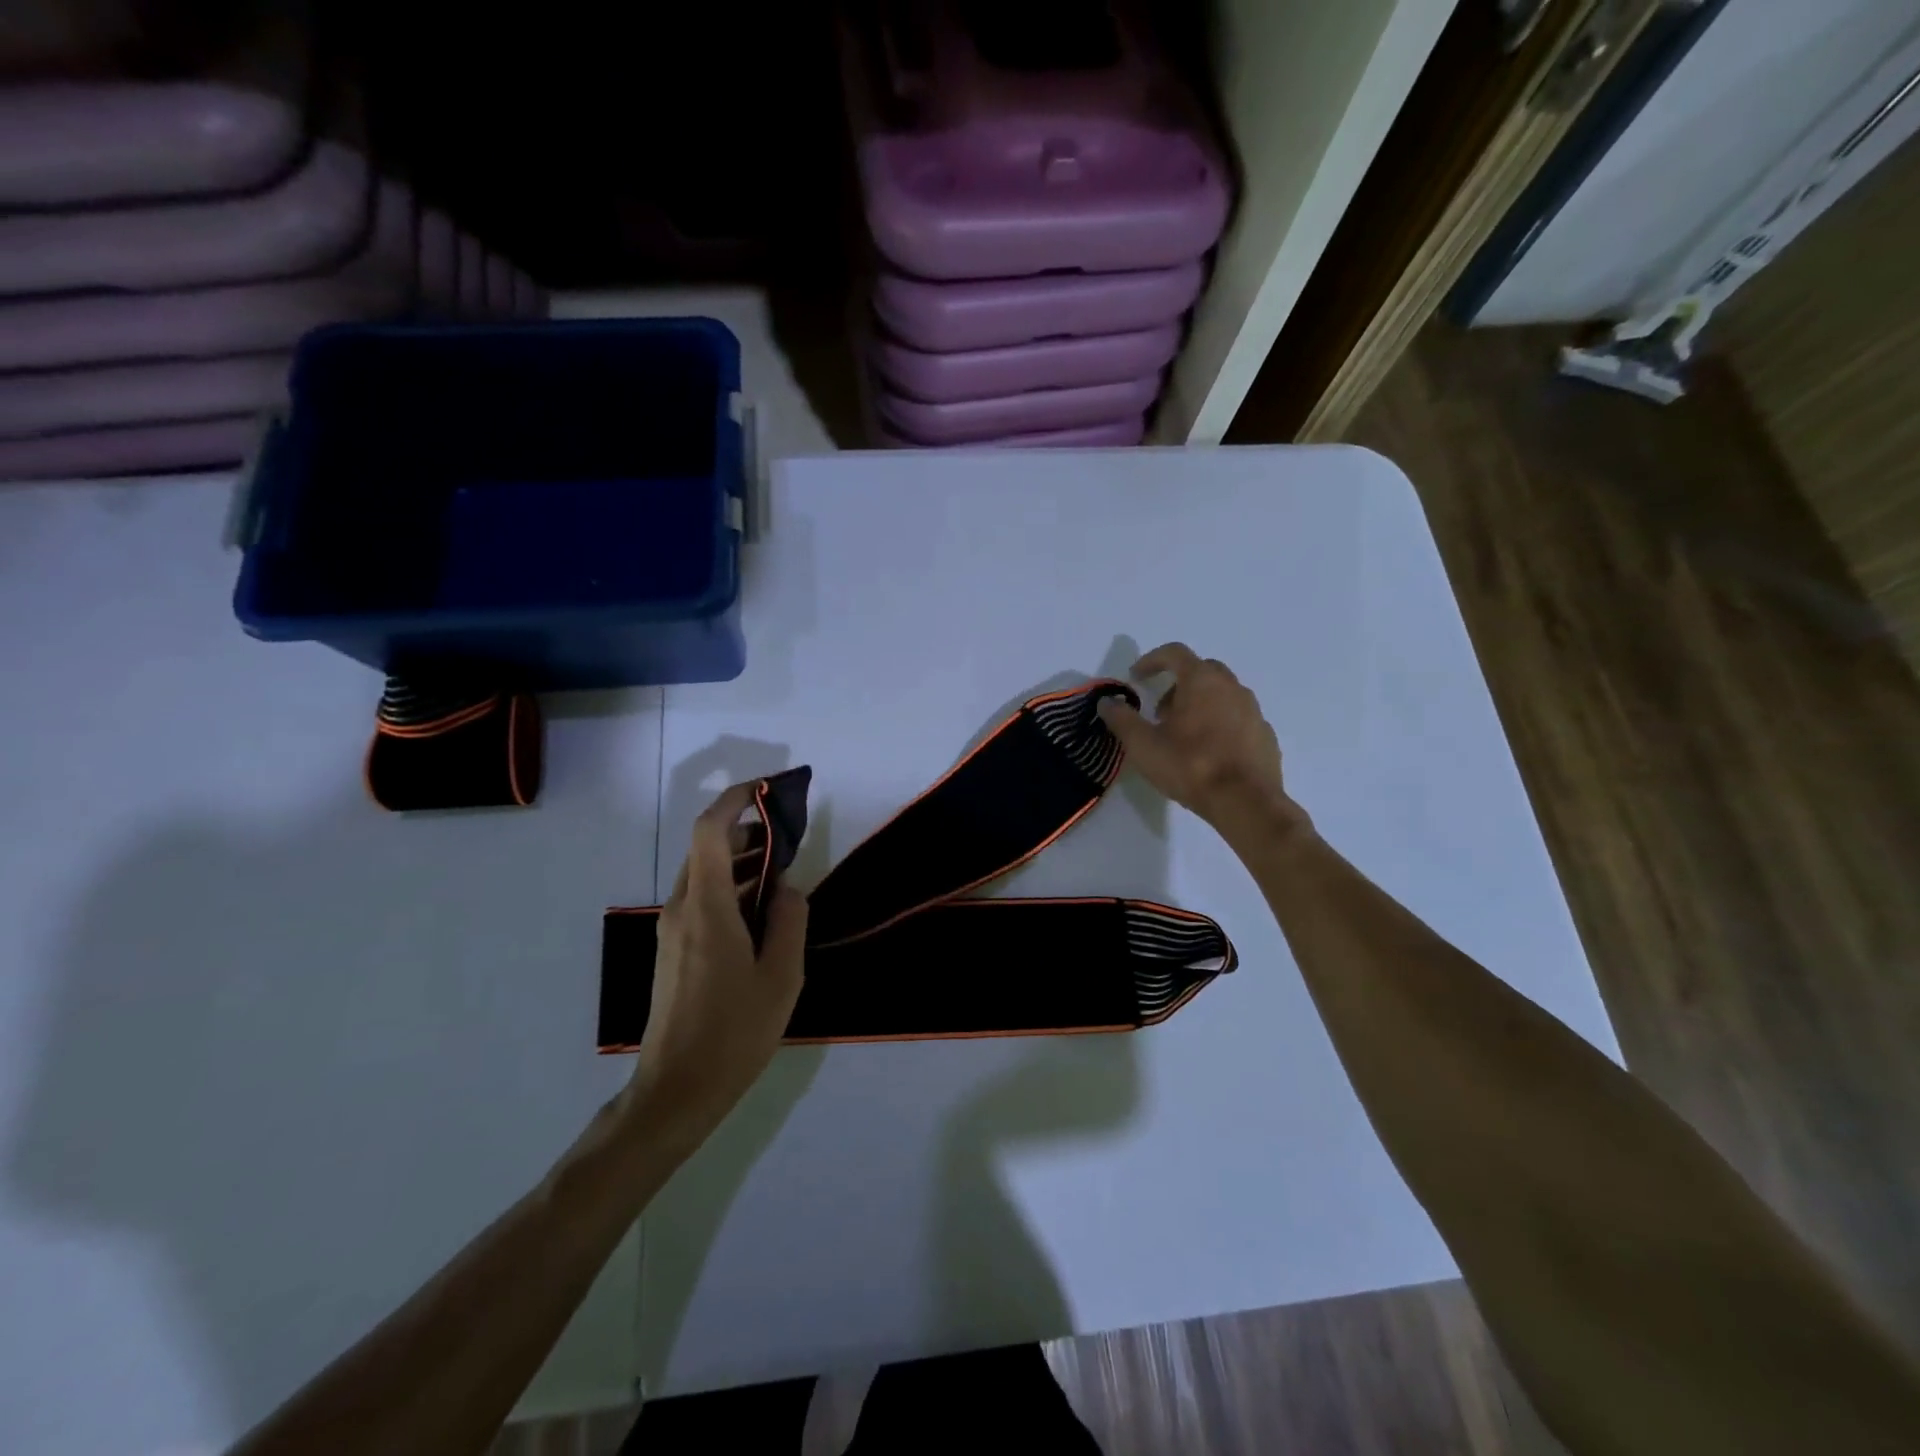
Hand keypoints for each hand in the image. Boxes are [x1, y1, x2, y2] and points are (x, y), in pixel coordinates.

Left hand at [627, 781, 807, 1142]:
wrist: (677, 1089)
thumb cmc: (735, 1032)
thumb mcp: (782, 976)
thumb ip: (790, 920)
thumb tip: (786, 888)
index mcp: (707, 908)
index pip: (710, 831)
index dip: (735, 800)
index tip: (766, 789)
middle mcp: (682, 908)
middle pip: (706, 848)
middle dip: (745, 829)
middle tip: (786, 834)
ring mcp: (673, 930)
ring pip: (704, 874)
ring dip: (739, 859)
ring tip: (781, 868)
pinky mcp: (673, 949)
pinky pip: (701, 898)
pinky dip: (730, 886)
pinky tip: (759, 908)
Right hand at [1098, 643, 1307, 840]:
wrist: (1246, 802)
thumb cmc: (1190, 766)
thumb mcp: (1143, 745)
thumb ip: (1122, 719)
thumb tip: (1107, 702)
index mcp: (1202, 681)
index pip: (1175, 653)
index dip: (1151, 660)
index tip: (1136, 677)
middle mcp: (1231, 687)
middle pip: (1202, 670)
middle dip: (1177, 684)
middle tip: (1160, 711)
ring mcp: (1253, 711)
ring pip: (1222, 694)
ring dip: (1200, 704)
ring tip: (1183, 735)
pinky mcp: (1265, 735)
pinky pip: (1238, 719)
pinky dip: (1220, 725)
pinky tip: (1209, 752)